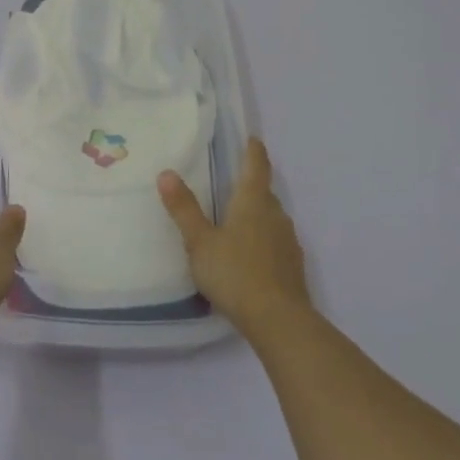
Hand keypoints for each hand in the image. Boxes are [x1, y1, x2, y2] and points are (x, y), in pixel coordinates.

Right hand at [158, 137, 309, 337]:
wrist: (279, 320)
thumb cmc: (235, 273)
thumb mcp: (200, 241)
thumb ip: (184, 209)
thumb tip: (166, 173)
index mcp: (253, 202)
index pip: (256, 166)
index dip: (254, 151)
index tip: (252, 139)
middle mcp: (275, 215)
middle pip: (265, 193)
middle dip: (252, 186)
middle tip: (233, 184)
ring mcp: (289, 241)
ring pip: (272, 218)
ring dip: (258, 215)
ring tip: (238, 221)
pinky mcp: (293, 266)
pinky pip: (277, 242)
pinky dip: (264, 240)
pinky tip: (251, 256)